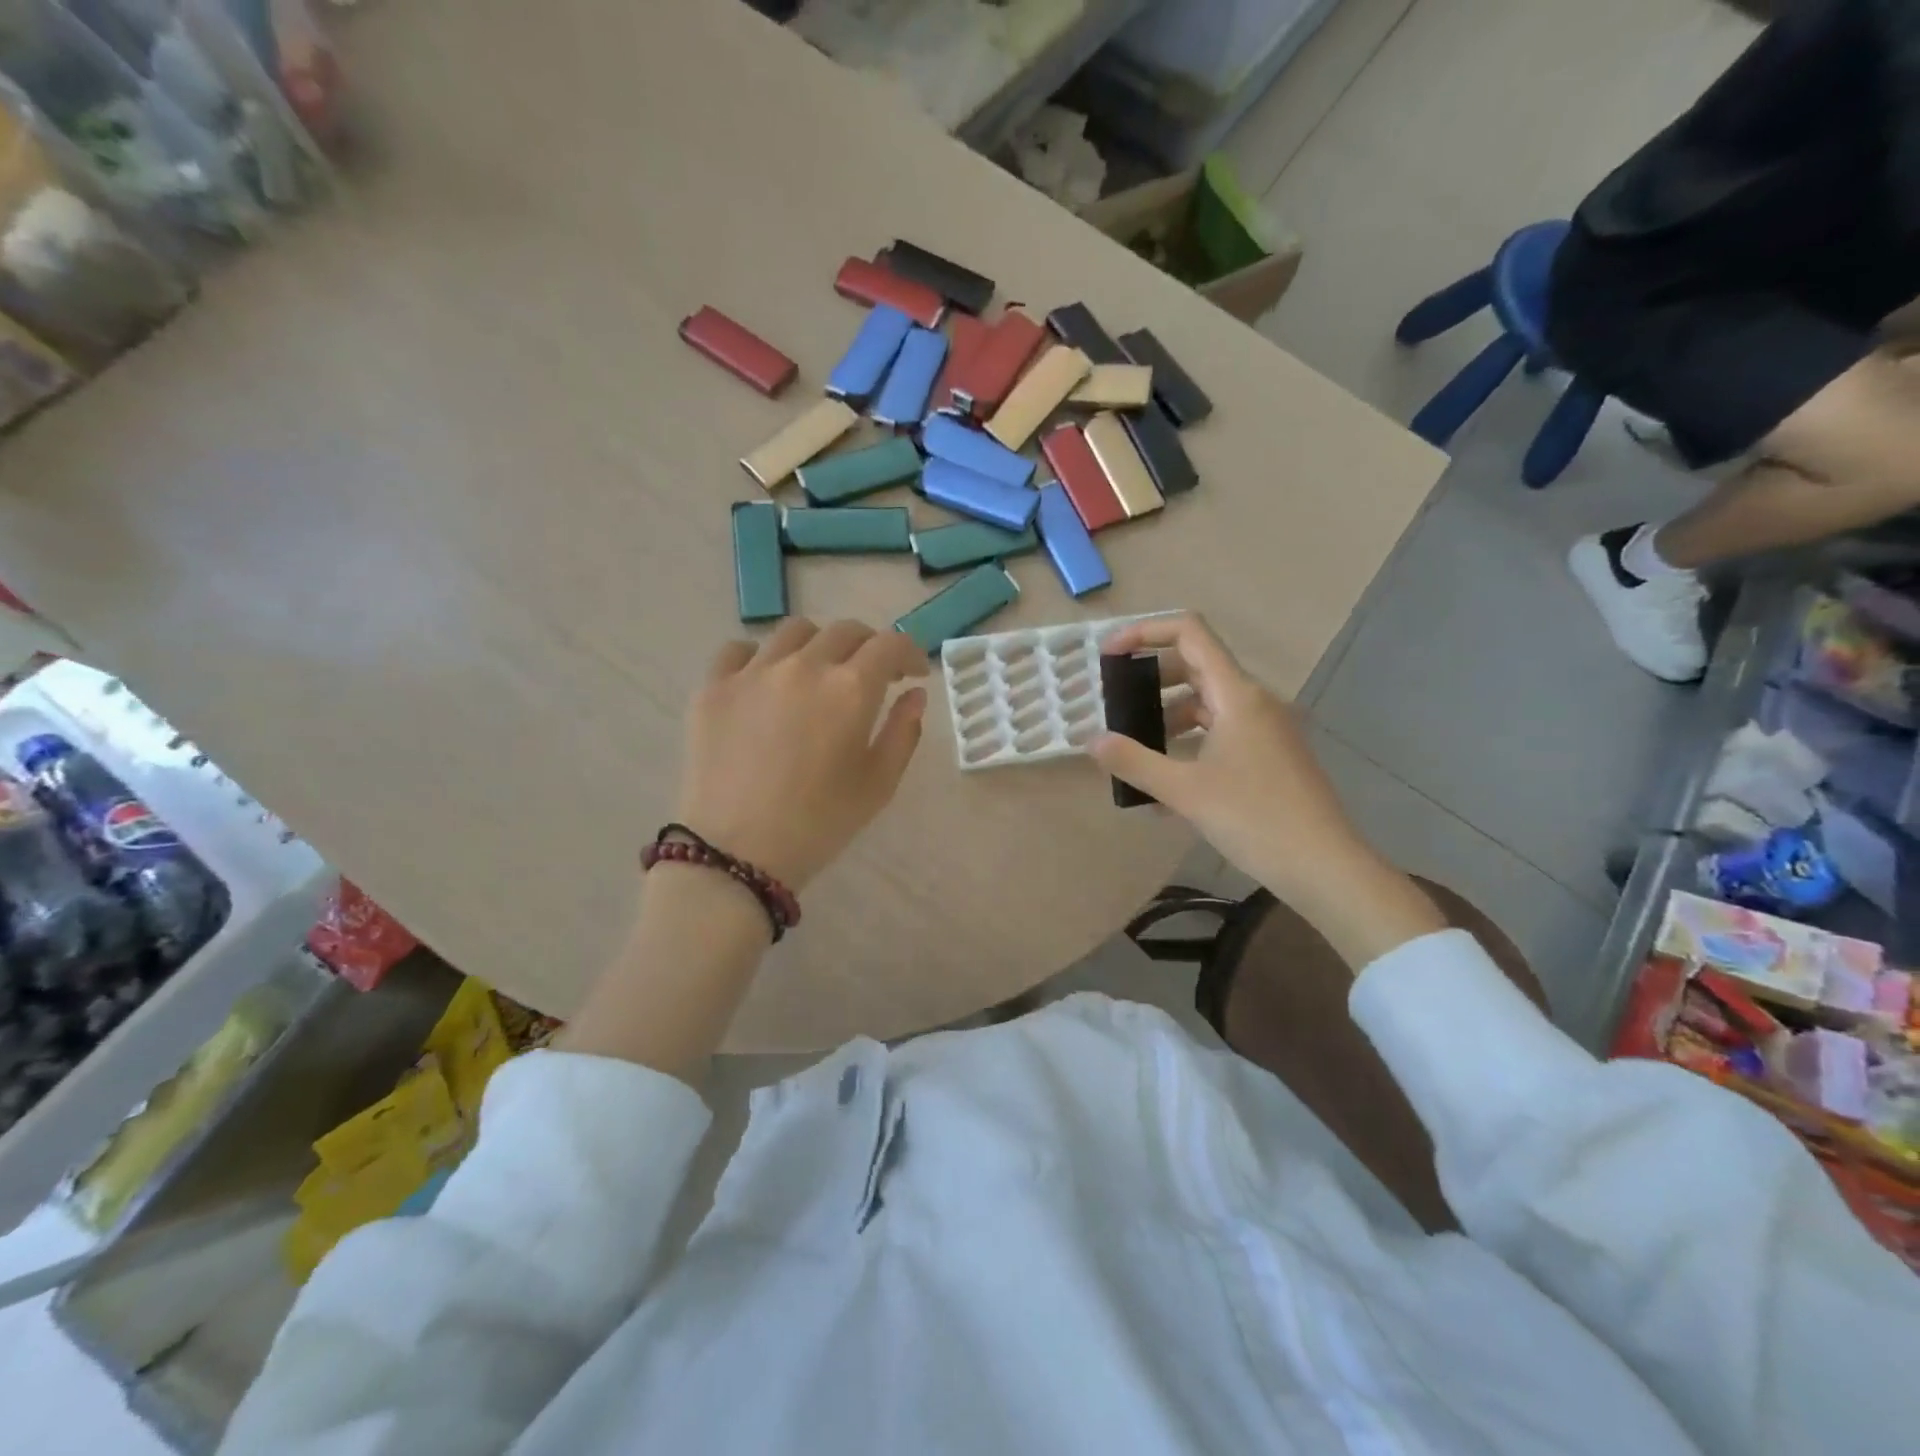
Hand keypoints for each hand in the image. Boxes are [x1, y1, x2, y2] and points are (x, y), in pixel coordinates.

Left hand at [676, 618, 928, 889]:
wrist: (735, 853)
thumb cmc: (819, 824)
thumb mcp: (878, 785)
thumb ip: (904, 732)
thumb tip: (914, 693)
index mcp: (850, 689)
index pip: (890, 645)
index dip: (910, 652)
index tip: (913, 673)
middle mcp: (803, 666)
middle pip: (845, 631)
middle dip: (868, 647)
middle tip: (871, 676)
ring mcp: (753, 672)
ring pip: (794, 632)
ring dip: (818, 645)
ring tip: (817, 674)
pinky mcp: (713, 687)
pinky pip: (739, 650)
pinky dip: (761, 657)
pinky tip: (765, 682)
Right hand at [1090, 613, 1378, 901]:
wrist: (1324, 866)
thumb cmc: (1254, 818)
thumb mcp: (1184, 790)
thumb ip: (1133, 761)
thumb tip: (1092, 741)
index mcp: (1237, 694)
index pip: (1189, 633)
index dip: (1144, 632)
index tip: (1108, 655)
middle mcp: (1254, 701)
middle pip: (1195, 665)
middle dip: (1150, 679)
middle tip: (1117, 705)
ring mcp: (1266, 728)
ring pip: (1208, 703)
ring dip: (1168, 716)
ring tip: (1135, 748)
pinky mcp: (1270, 755)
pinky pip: (1221, 732)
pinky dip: (1190, 742)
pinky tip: (1166, 782)